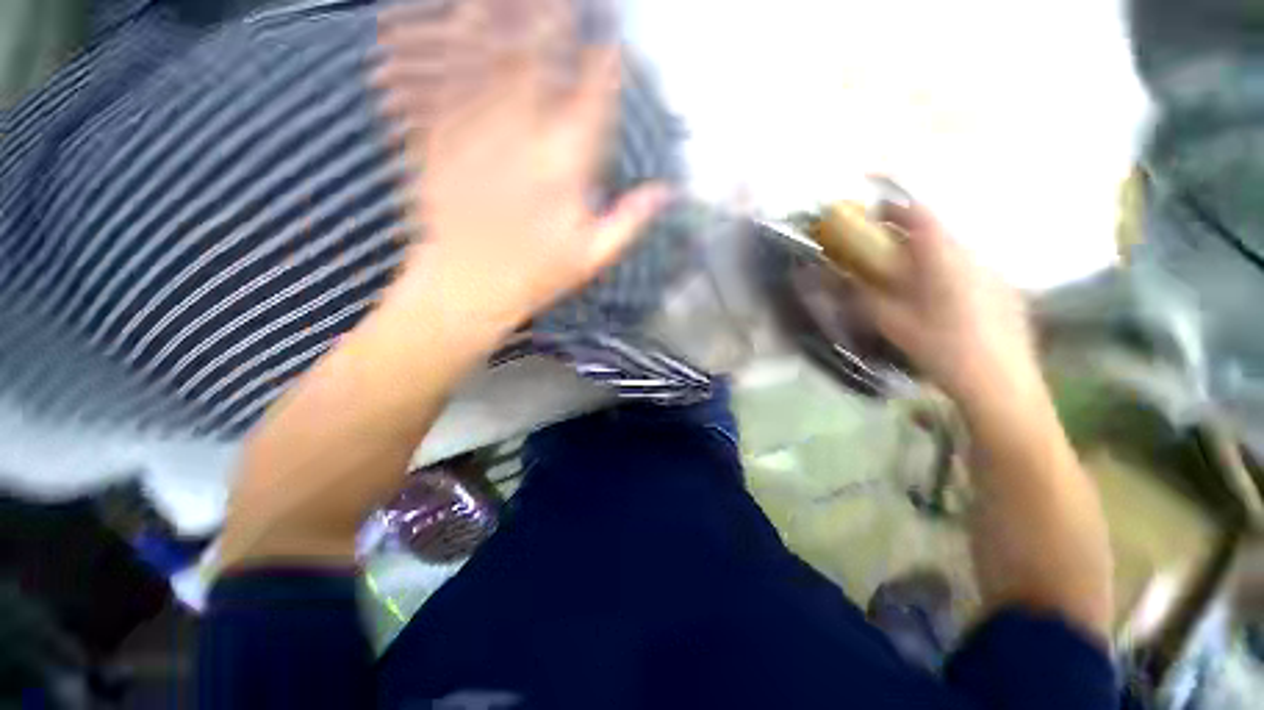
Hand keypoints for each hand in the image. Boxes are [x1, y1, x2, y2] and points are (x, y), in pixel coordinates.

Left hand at [374, 0, 670, 341]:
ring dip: (488, 15)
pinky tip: (411, 20)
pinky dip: (420, 46)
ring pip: (481, 59)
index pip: (592, 102)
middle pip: (535, 61)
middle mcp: (520, 143)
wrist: (467, 291)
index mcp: (563, 172)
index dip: (603, 64)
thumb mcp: (592, 259)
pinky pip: (426, 84)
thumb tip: (667, 193)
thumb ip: (630, 221)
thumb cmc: (535, 277)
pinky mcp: (431, 142)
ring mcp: (471, 136)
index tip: (610, 38)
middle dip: (549, 16)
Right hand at [858, 201, 1037, 401]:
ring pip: (955, 251)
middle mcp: (972, 256)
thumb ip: (865, 296)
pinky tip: (942, 303)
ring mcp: (994, 272)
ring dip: (928, 255)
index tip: (874, 214)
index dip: (895, 208)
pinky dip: (949, 273)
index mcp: (943, 259)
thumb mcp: (892, 324)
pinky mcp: (1006, 290)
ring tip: (910, 281)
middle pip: (937, 232)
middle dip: (907, 235)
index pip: (920, 215)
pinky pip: (971, 269)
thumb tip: (843, 280)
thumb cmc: (941, 349)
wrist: (1001, 383)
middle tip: (884, 254)